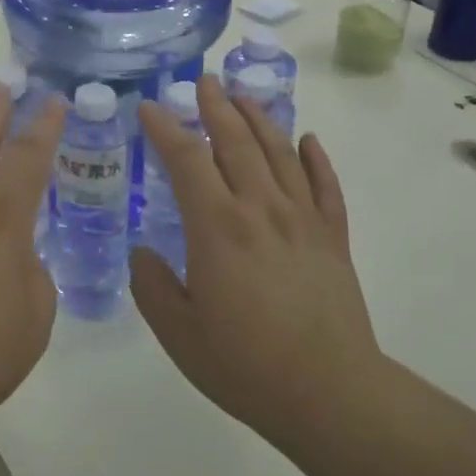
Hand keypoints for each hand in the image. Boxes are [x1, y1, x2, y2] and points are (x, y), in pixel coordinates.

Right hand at [132, 75, 382, 451]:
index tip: (148, 107)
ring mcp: (302, 219)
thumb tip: (143, 253)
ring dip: (259, 118)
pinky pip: (325, 185)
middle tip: (203, 80)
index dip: (164, 128)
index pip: (187, 158)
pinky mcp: (332, 237)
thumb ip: (151, 286)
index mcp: (218, 226)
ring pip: (279, 152)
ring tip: (243, 96)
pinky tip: (308, 140)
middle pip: (236, 141)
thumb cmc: (246, 364)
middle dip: (215, 106)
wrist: (331, 394)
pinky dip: (315, 158)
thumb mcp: (178, 333)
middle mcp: (261, 208)